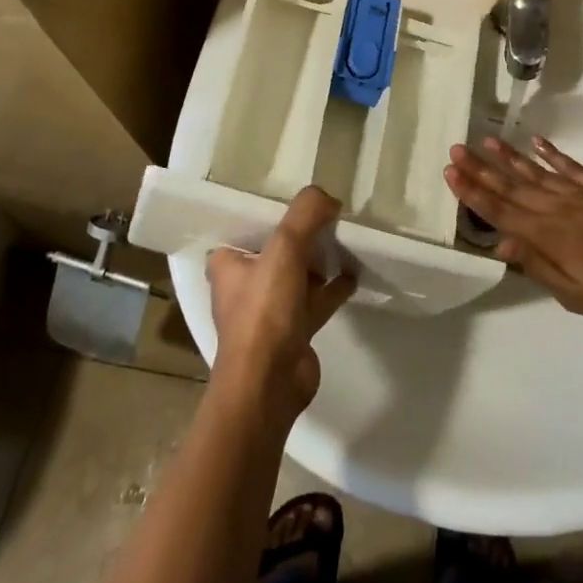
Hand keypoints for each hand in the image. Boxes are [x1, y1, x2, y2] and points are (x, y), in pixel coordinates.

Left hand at [206, 187, 355, 422]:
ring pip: (298, 274)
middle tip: (330, 215)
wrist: (269, 384)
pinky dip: (334, 286)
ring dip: (319, 260)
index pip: (248, 227)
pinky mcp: (294, 331)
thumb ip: (306, 215)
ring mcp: (270, 310)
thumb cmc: (265, 311)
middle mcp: (245, 285)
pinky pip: (316, 299)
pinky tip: (354, 274)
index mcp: (228, 264)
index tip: (299, 199)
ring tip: (346, 239)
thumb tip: (330, 199)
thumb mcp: (285, 248)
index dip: (272, 212)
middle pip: (277, 249)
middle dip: (302, 235)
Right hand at [445, 136, 582, 325]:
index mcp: (546, 235)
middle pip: (511, 185)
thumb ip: (536, 265)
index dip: (473, 192)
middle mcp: (557, 207)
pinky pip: (569, 165)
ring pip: (535, 171)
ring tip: (486, 140)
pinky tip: (535, 142)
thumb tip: (501, 243)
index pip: (500, 211)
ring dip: (508, 156)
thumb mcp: (572, 294)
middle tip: (456, 150)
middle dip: (481, 168)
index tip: (451, 173)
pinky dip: (550, 153)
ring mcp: (580, 192)